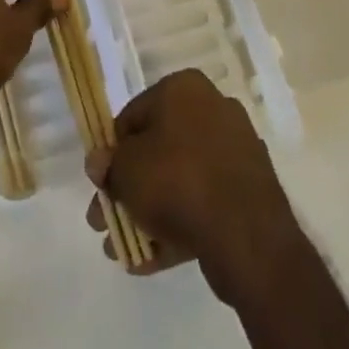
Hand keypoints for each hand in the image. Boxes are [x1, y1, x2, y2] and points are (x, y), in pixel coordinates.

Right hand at [85, 69, 303, 303]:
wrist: (247, 234)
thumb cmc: (177, 181)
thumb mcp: (126, 170)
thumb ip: (108, 165)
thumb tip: (100, 162)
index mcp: (184, 88)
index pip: (133, 116)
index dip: (112, 152)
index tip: (101, 185)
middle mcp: (212, 109)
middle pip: (157, 150)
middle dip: (129, 189)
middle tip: (105, 223)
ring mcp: (235, 150)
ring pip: (179, 179)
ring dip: (150, 212)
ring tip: (125, 250)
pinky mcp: (249, 189)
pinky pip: (204, 202)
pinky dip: (178, 225)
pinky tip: (152, 259)